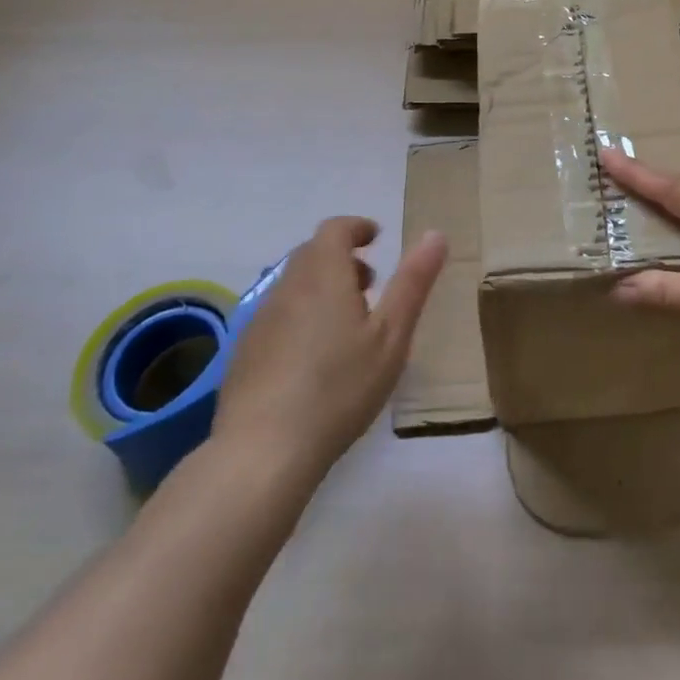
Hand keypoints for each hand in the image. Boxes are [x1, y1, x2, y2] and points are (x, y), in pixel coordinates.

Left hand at [210, 217, 446, 480]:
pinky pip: (278, 315)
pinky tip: (314, 358)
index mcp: (323, 274)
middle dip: (342, 258)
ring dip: (321, 288)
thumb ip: (413, 283)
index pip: (335, 229)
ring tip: (347, 324)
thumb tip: (436, 234)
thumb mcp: (391, 336)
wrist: (262, 451)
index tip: (376, 238)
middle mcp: (286, 286)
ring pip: (294, 285)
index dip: (357, 228)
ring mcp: (260, 319)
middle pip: (312, 254)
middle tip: (370, 286)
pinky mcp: (244, 352)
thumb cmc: (339, 388)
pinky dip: (301, 315)